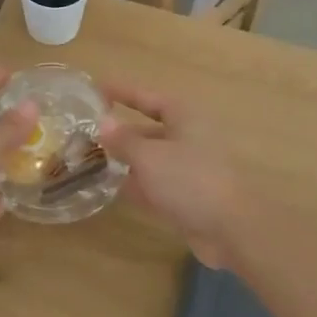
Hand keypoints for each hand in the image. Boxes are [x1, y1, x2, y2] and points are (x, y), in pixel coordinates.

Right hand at [98, 83, 252, 270]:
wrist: (230, 228)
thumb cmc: (189, 180)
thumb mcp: (148, 157)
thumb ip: (123, 140)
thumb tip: (103, 123)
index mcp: (183, 117)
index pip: (147, 97)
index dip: (122, 91)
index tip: (96, 88)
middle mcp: (188, 137)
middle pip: (148, 129)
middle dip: (120, 132)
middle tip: (86, 133)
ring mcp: (189, 167)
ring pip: (151, 158)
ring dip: (126, 160)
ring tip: (92, 161)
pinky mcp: (188, 195)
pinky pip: (157, 183)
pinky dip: (137, 184)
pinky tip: (113, 189)